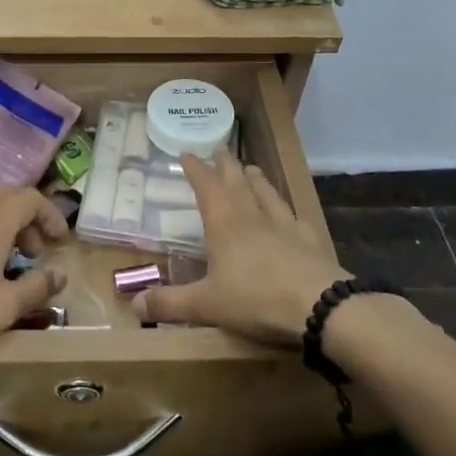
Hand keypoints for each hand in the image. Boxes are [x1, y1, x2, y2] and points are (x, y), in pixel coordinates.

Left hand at [0, 186, 68, 358]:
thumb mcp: (4, 308)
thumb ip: (37, 288)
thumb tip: (60, 273)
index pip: (30, 197)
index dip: (51, 215)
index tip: (59, 241)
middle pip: (7, 196)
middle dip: (28, 218)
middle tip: (34, 251)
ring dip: (3, 225)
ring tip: (7, 262)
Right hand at [139, 149, 349, 346]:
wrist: (320, 306)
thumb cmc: (256, 300)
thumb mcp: (206, 305)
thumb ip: (169, 304)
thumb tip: (134, 305)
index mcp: (224, 224)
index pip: (206, 186)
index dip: (195, 169)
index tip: (187, 154)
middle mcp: (253, 216)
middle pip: (237, 182)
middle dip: (225, 165)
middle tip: (219, 148)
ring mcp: (284, 226)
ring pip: (267, 193)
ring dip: (256, 179)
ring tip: (251, 168)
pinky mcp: (310, 240)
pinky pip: (294, 216)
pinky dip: (286, 209)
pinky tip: (289, 213)